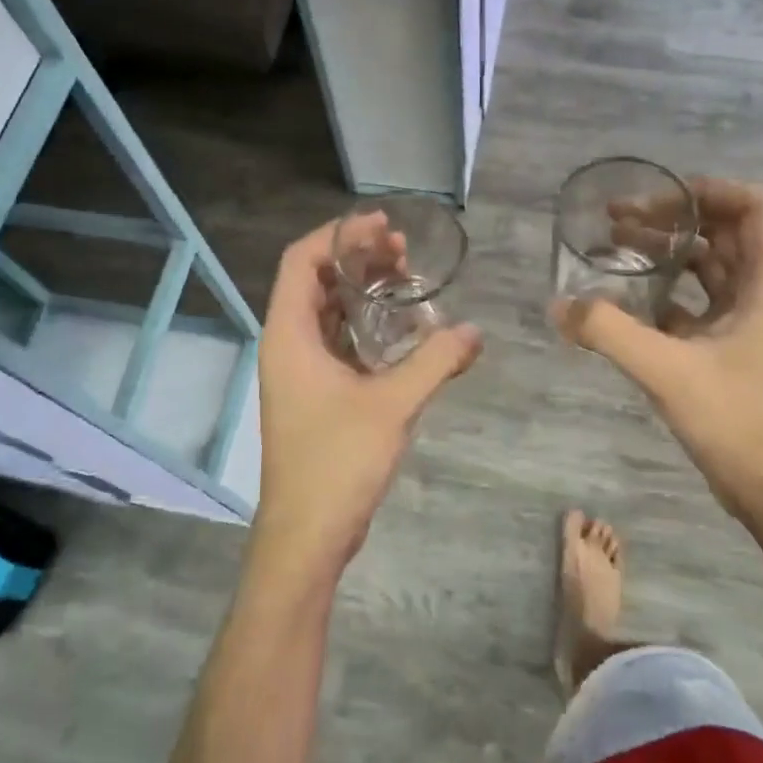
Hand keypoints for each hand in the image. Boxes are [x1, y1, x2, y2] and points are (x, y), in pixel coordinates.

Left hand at [253, 215, 481, 578]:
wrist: (306, 535)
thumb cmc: (337, 462)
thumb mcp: (393, 405)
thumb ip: (435, 362)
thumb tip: (475, 332)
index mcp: (289, 334)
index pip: (301, 260)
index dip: (339, 235)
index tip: (383, 227)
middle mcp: (287, 344)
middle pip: (315, 280)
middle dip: (357, 259)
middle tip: (404, 252)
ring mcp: (298, 370)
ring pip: (326, 311)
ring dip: (362, 291)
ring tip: (406, 280)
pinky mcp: (313, 393)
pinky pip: (336, 340)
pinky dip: (364, 324)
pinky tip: (401, 328)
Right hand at [553, 180, 762, 531]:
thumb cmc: (740, 422)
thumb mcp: (668, 370)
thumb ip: (610, 331)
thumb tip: (558, 305)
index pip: (750, 205)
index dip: (703, 191)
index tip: (653, 199)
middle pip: (723, 231)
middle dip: (671, 218)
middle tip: (616, 221)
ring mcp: (752, 322)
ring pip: (708, 267)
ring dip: (665, 253)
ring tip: (612, 248)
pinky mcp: (734, 349)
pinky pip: (698, 302)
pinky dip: (665, 292)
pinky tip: (624, 301)